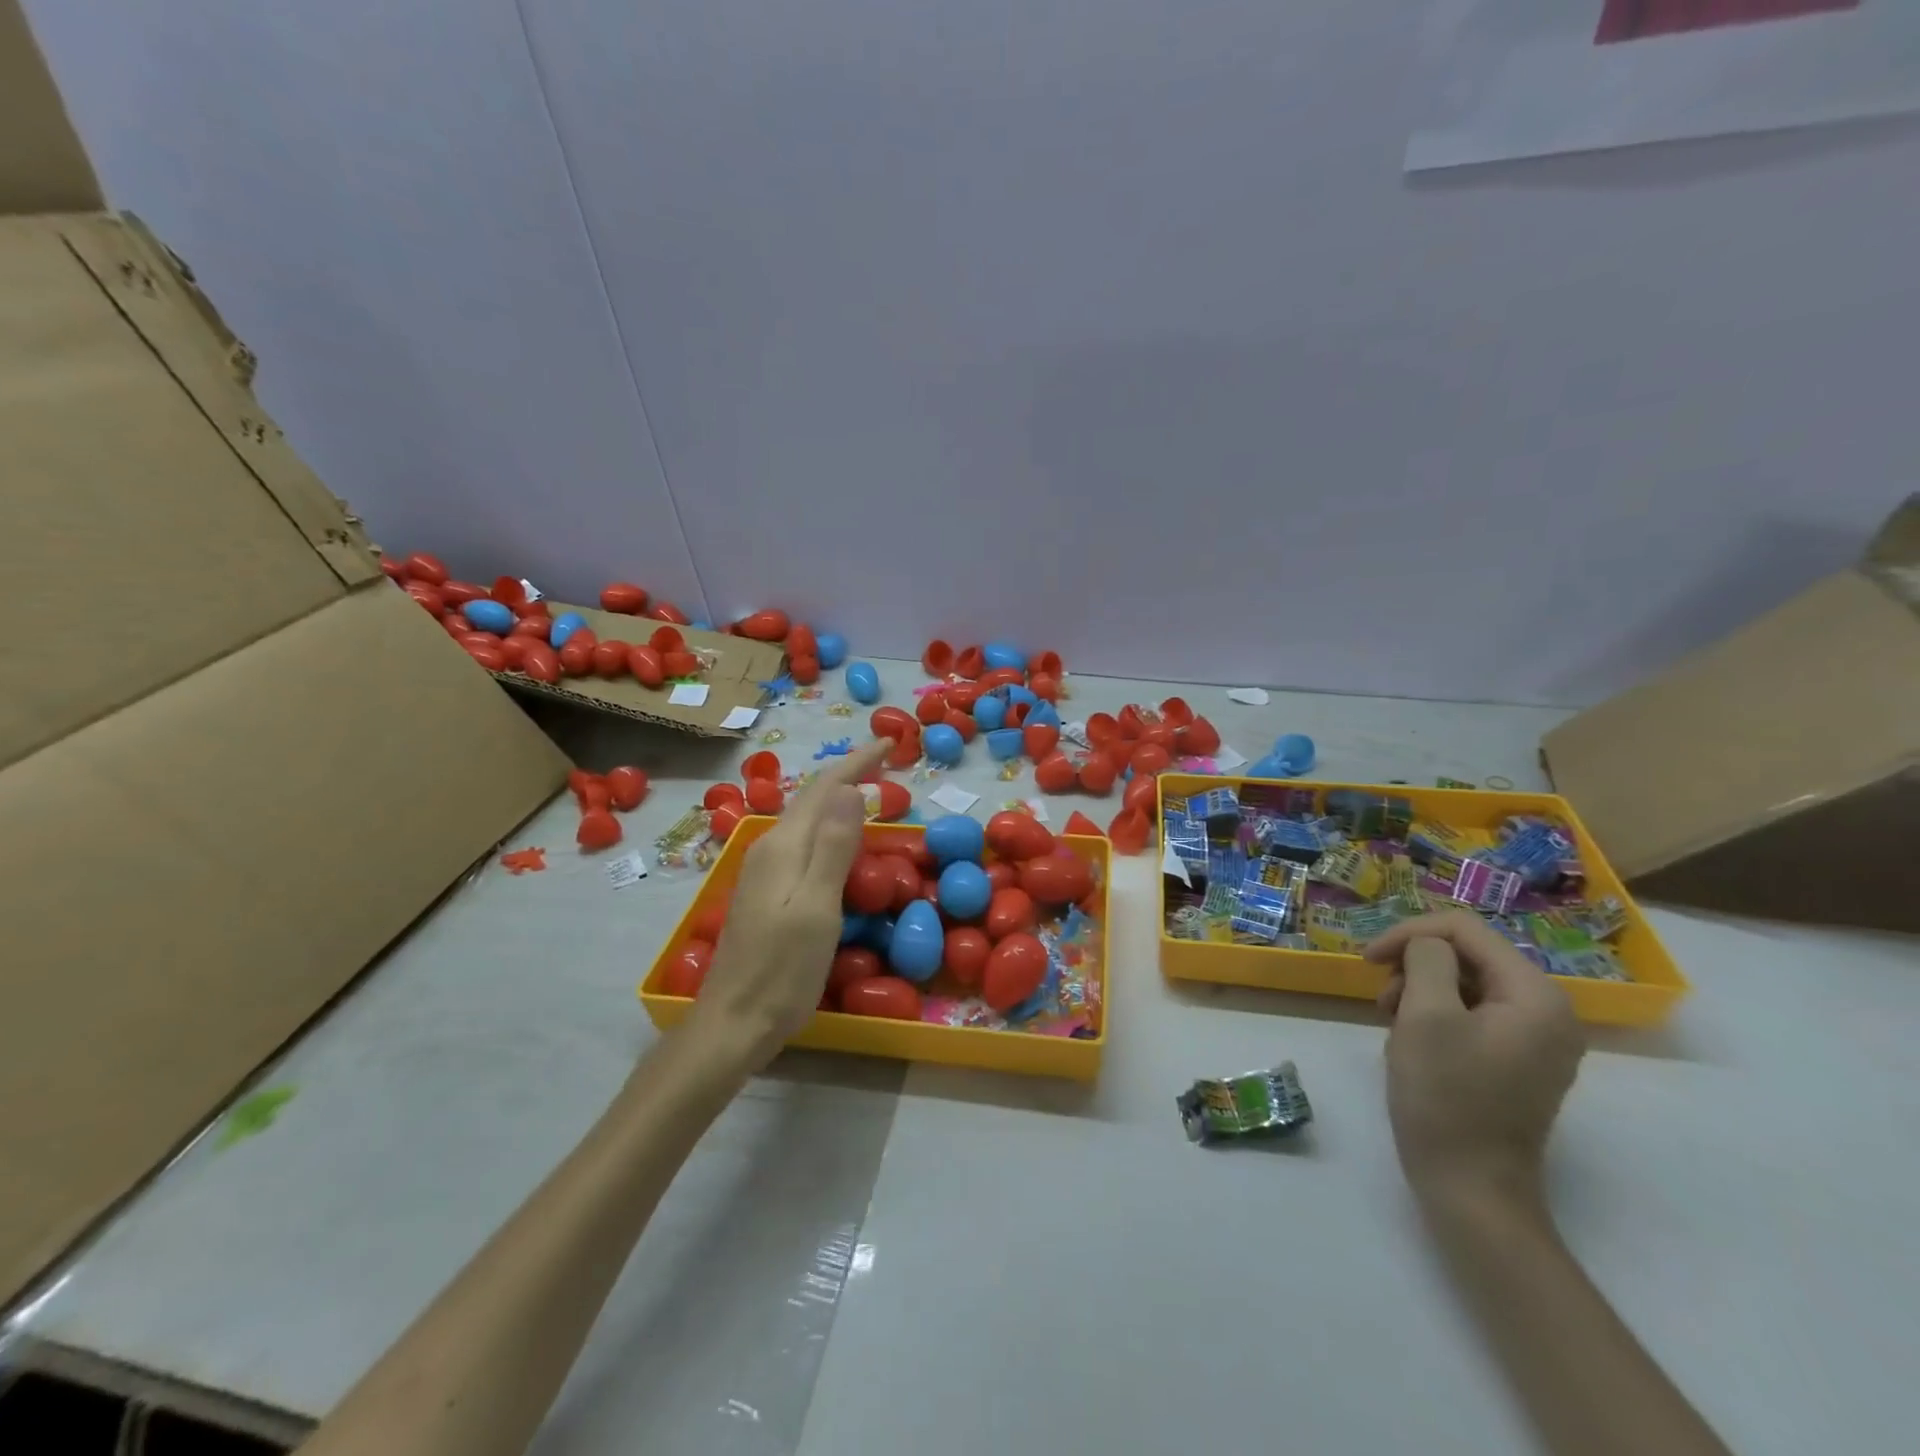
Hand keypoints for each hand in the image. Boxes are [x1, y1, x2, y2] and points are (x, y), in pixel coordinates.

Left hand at [688, 739, 891, 1068]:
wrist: (732, 1022)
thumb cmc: (782, 970)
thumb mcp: (817, 907)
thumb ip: (833, 846)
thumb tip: (851, 789)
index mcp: (784, 846)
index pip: (825, 788)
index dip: (857, 761)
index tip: (890, 743)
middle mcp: (770, 848)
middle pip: (813, 799)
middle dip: (849, 775)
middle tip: (887, 764)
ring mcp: (764, 870)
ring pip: (807, 820)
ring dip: (839, 801)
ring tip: (870, 794)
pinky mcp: (765, 891)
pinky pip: (803, 843)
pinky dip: (829, 829)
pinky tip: (841, 845)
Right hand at [1365, 912, 1583, 1208]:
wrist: (1471, 1187)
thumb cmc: (1446, 1097)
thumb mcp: (1426, 1015)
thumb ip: (1426, 960)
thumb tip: (1426, 945)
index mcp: (1536, 995)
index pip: (1466, 930)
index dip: (1411, 933)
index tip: (1367, 958)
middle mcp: (1549, 1011)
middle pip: (1470, 955)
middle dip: (1415, 965)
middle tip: (1379, 996)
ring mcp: (1537, 1040)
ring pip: (1468, 984)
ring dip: (1421, 990)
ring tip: (1391, 1020)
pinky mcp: (1519, 1061)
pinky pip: (1474, 1014)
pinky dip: (1436, 1014)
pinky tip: (1411, 1039)